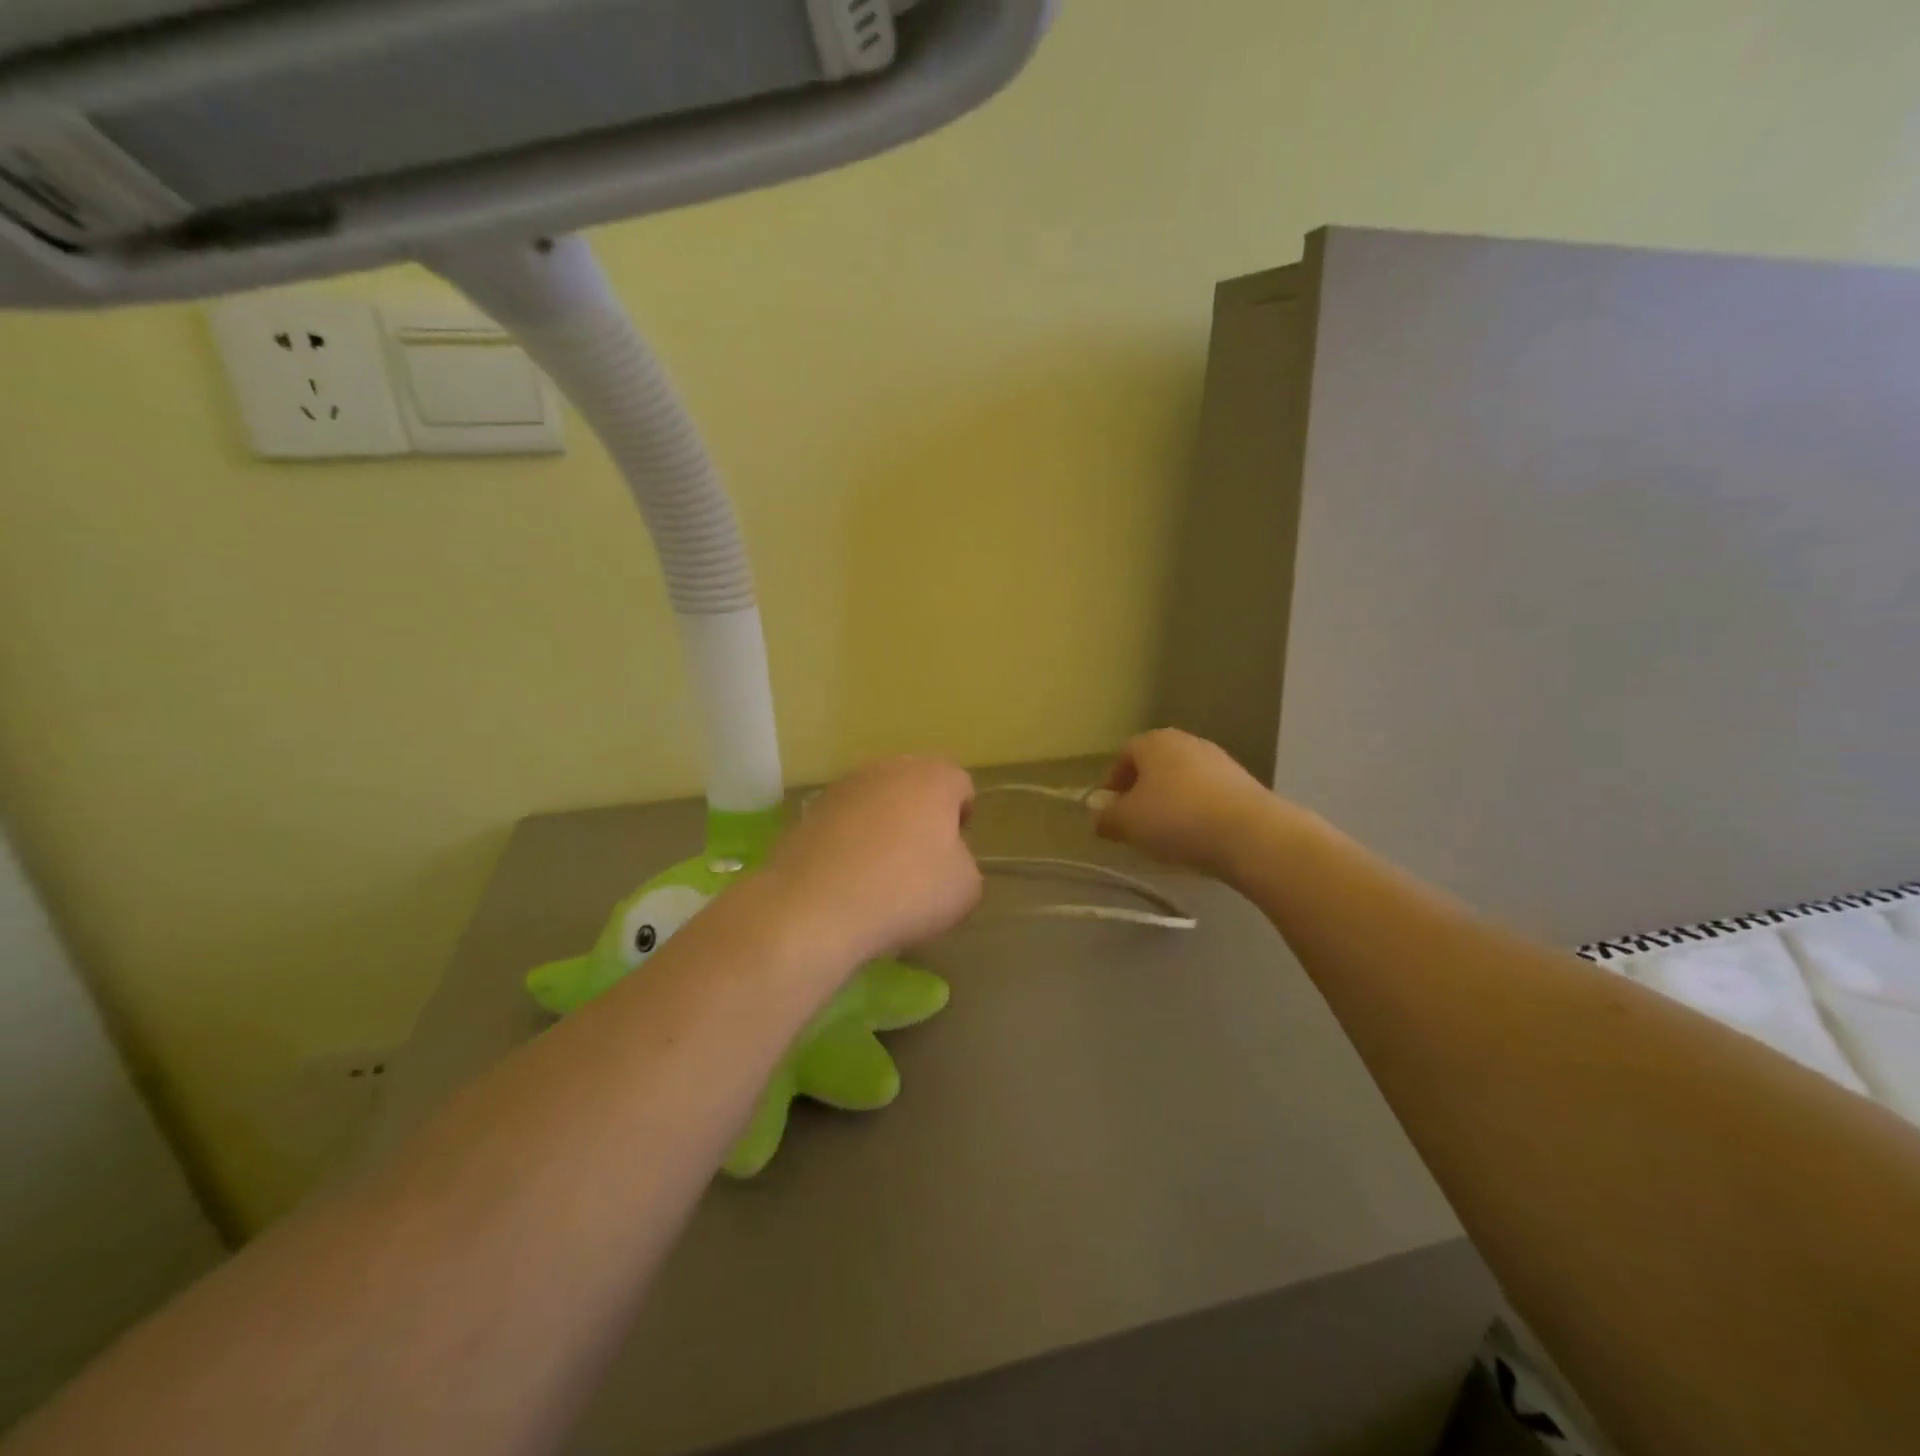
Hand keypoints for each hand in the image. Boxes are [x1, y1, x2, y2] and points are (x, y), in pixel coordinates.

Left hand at [768, 756, 982, 965]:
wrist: (816, 908)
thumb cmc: (906, 892)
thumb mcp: (965, 888)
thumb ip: (964, 862)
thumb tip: (946, 858)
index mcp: (933, 778)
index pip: (960, 784)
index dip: (962, 816)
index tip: (955, 850)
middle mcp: (888, 770)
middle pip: (915, 784)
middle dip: (921, 814)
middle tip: (921, 858)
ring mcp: (843, 787)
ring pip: (876, 799)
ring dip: (883, 824)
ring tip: (881, 870)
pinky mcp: (809, 811)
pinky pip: (843, 821)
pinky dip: (850, 840)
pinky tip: (848, 876)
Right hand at [1095, 729, 1276, 880]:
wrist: (1250, 834)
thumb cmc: (1175, 819)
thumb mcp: (1127, 823)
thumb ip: (1106, 817)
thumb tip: (1096, 813)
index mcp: (1154, 742)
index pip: (1124, 754)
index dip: (1112, 782)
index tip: (1109, 811)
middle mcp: (1187, 742)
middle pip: (1155, 765)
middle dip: (1141, 792)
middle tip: (1134, 823)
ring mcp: (1220, 761)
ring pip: (1183, 780)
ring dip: (1170, 802)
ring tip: (1165, 835)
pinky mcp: (1244, 784)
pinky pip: (1208, 795)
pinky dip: (1197, 812)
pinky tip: (1196, 837)